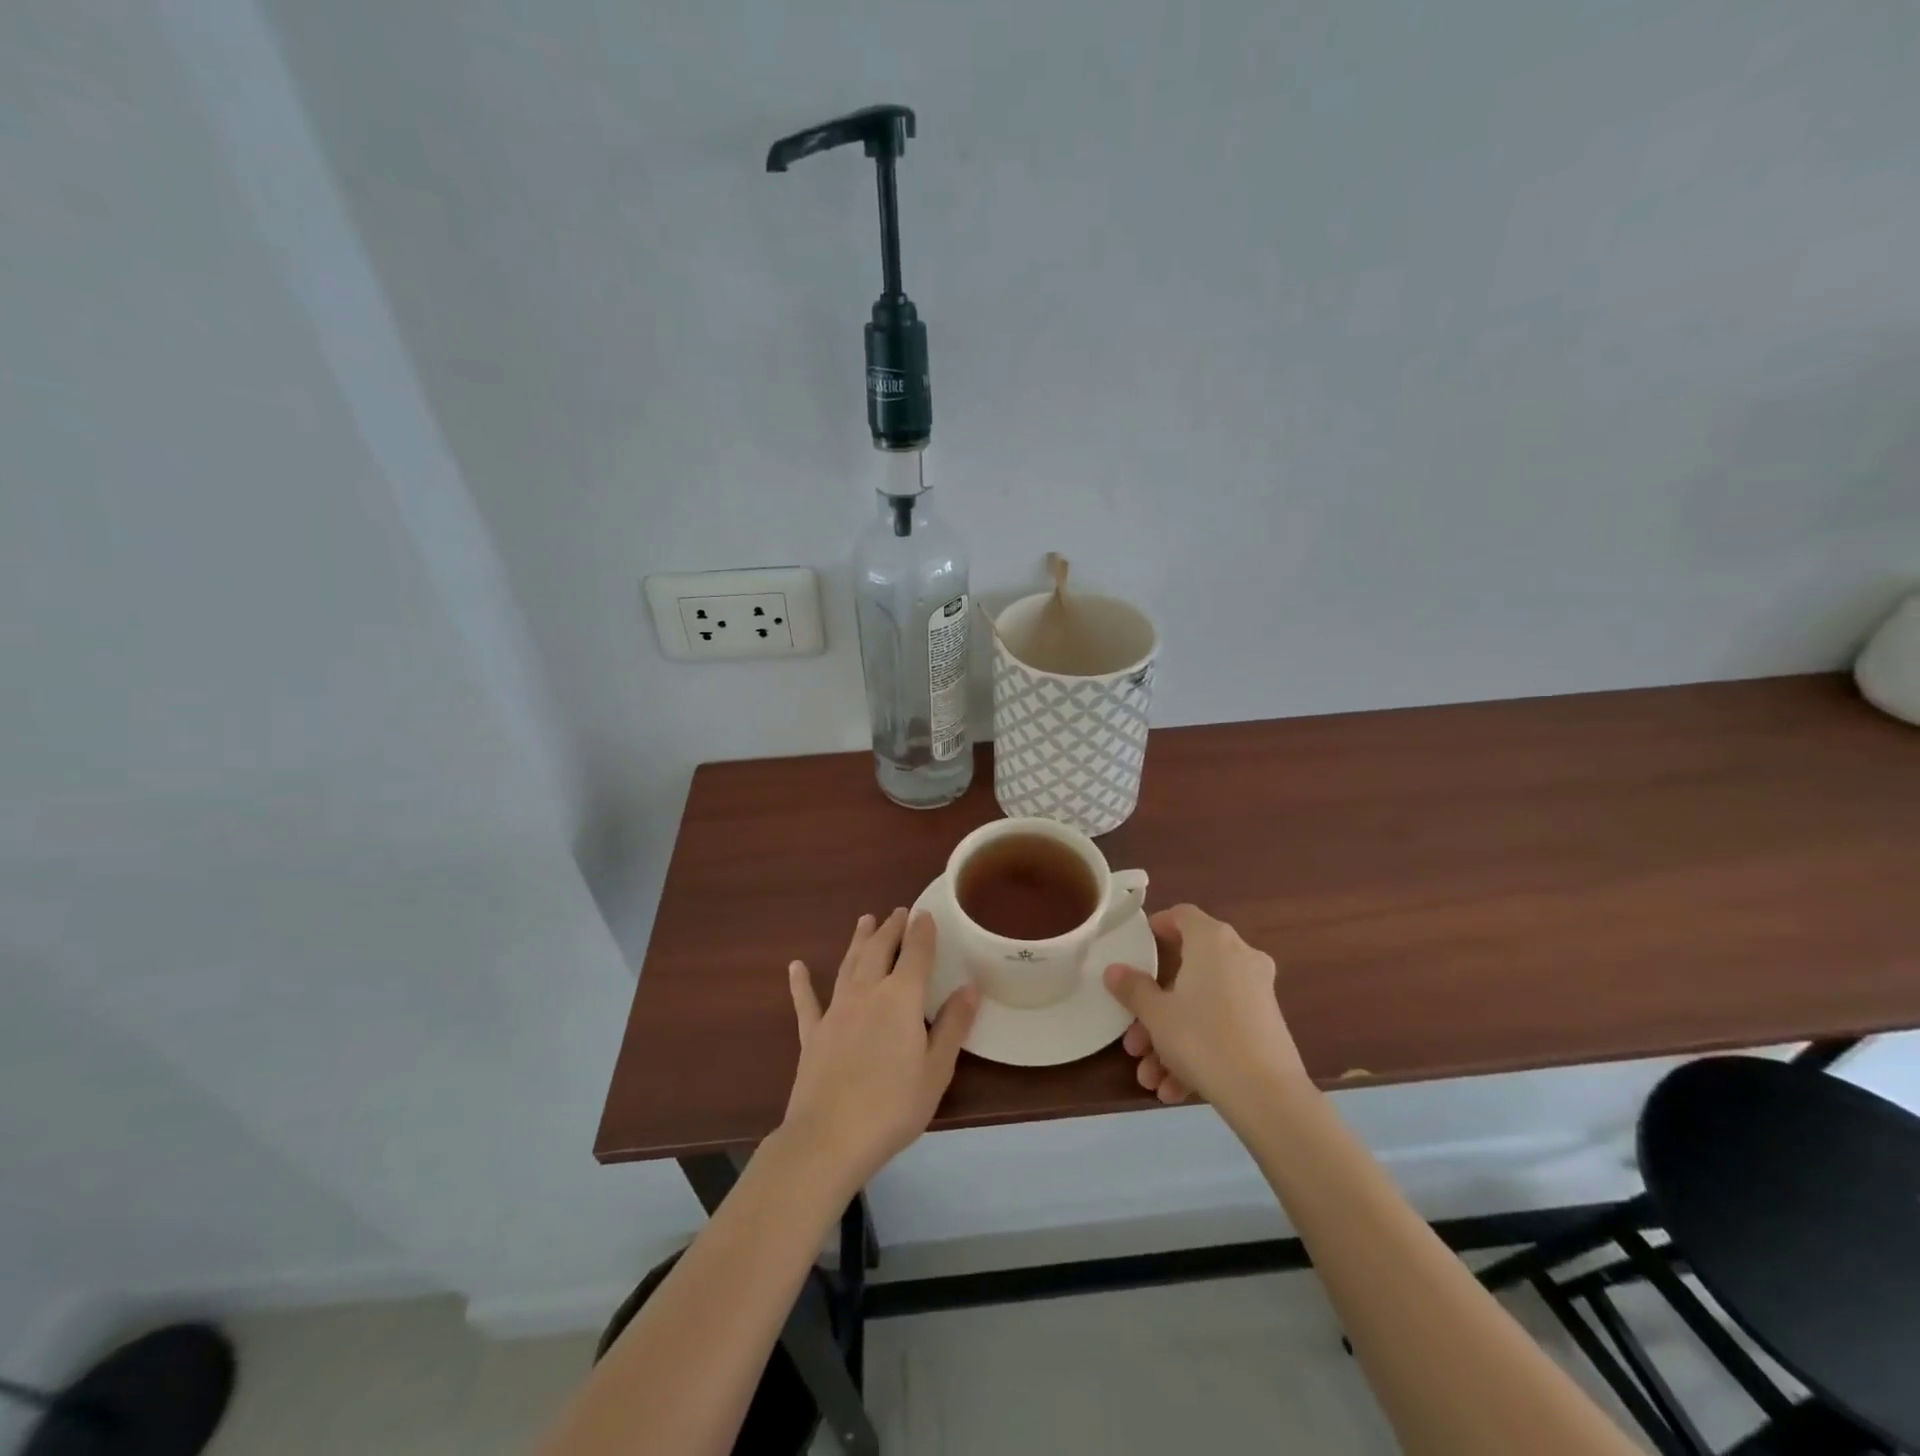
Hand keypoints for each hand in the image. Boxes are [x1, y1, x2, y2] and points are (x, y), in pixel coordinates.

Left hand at [782, 909, 979, 1193]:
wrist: (830, 1137)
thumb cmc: (893, 1106)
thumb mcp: (936, 1070)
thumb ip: (953, 1025)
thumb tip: (970, 987)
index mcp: (901, 998)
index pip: (915, 954)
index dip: (922, 931)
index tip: (925, 913)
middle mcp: (867, 992)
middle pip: (879, 950)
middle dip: (891, 928)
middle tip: (898, 912)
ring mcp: (836, 1010)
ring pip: (848, 964)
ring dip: (858, 941)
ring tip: (865, 920)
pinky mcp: (812, 1033)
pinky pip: (806, 1001)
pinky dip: (801, 983)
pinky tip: (796, 967)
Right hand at [1103, 904, 1308, 1108]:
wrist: (1268, 1097)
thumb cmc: (1203, 1038)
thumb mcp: (1156, 1015)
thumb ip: (1133, 989)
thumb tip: (1114, 970)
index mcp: (1212, 941)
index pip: (1183, 915)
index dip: (1158, 926)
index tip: (1138, 946)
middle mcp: (1239, 957)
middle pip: (1187, 972)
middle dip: (1155, 1010)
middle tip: (1134, 1040)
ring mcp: (1257, 992)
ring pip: (1202, 1007)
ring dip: (1171, 1040)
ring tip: (1150, 1077)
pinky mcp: (1267, 1026)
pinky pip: (1222, 1028)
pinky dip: (1198, 1051)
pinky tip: (1174, 1089)